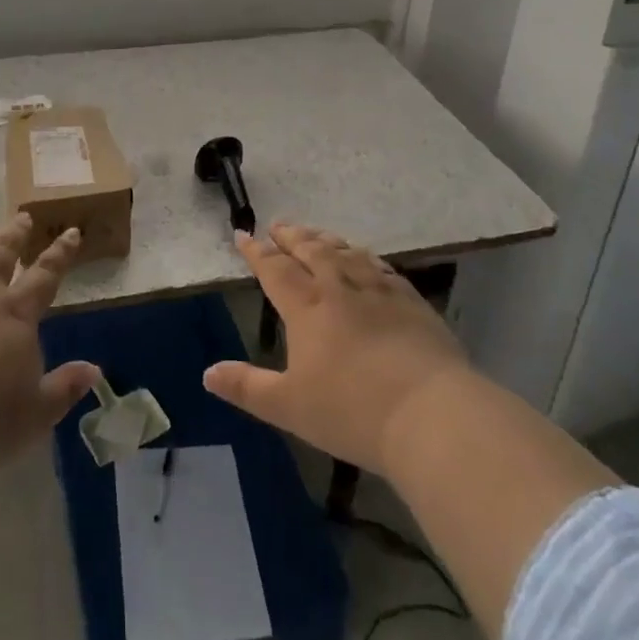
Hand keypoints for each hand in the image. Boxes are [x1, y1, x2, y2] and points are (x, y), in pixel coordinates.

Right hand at [203, 224, 471, 477]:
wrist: (430, 414)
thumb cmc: (352, 412)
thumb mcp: (289, 407)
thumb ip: (247, 387)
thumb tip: (208, 373)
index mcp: (306, 307)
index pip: (274, 269)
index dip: (256, 251)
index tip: (243, 234)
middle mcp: (339, 287)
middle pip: (310, 250)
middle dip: (291, 236)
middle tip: (278, 225)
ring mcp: (378, 289)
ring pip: (345, 252)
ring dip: (325, 240)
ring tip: (315, 235)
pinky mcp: (410, 300)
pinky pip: (379, 266)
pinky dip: (363, 256)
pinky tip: (364, 258)